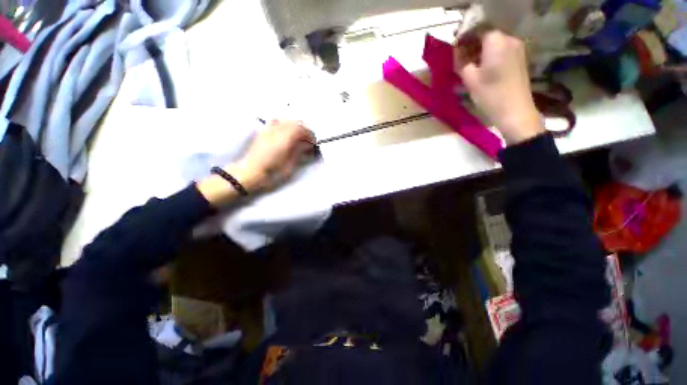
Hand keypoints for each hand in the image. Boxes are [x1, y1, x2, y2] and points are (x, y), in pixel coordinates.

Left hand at [230, 119, 314, 191]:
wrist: (250, 172)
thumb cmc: (273, 171)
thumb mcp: (290, 164)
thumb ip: (299, 151)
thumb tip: (307, 144)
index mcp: (286, 138)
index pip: (302, 129)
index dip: (310, 135)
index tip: (314, 143)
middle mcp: (277, 130)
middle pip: (295, 123)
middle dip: (304, 130)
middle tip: (307, 141)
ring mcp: (269, 129)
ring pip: (286, 120)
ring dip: (294, 127)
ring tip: (297, 137)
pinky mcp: (263, 132)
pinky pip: (275, 121)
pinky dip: (283, 125)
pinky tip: (284, 133)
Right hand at [455, 31, 543, 144]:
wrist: (515, 111)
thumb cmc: (490, 95)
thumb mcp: (470, 79)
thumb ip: (461, 61)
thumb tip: (456, 51)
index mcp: (497, 41)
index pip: (478, 29)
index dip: (464, 37)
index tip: (454, 49)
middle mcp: (510, 39)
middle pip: (487, 34)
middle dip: (472, 43)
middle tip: (460, 59)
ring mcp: (517, 48)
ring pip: (494, 42)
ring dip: (480, 50)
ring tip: (470, 65)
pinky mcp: (520, 58)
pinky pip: (502, 50)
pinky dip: (490, 55)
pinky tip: (483, 68)